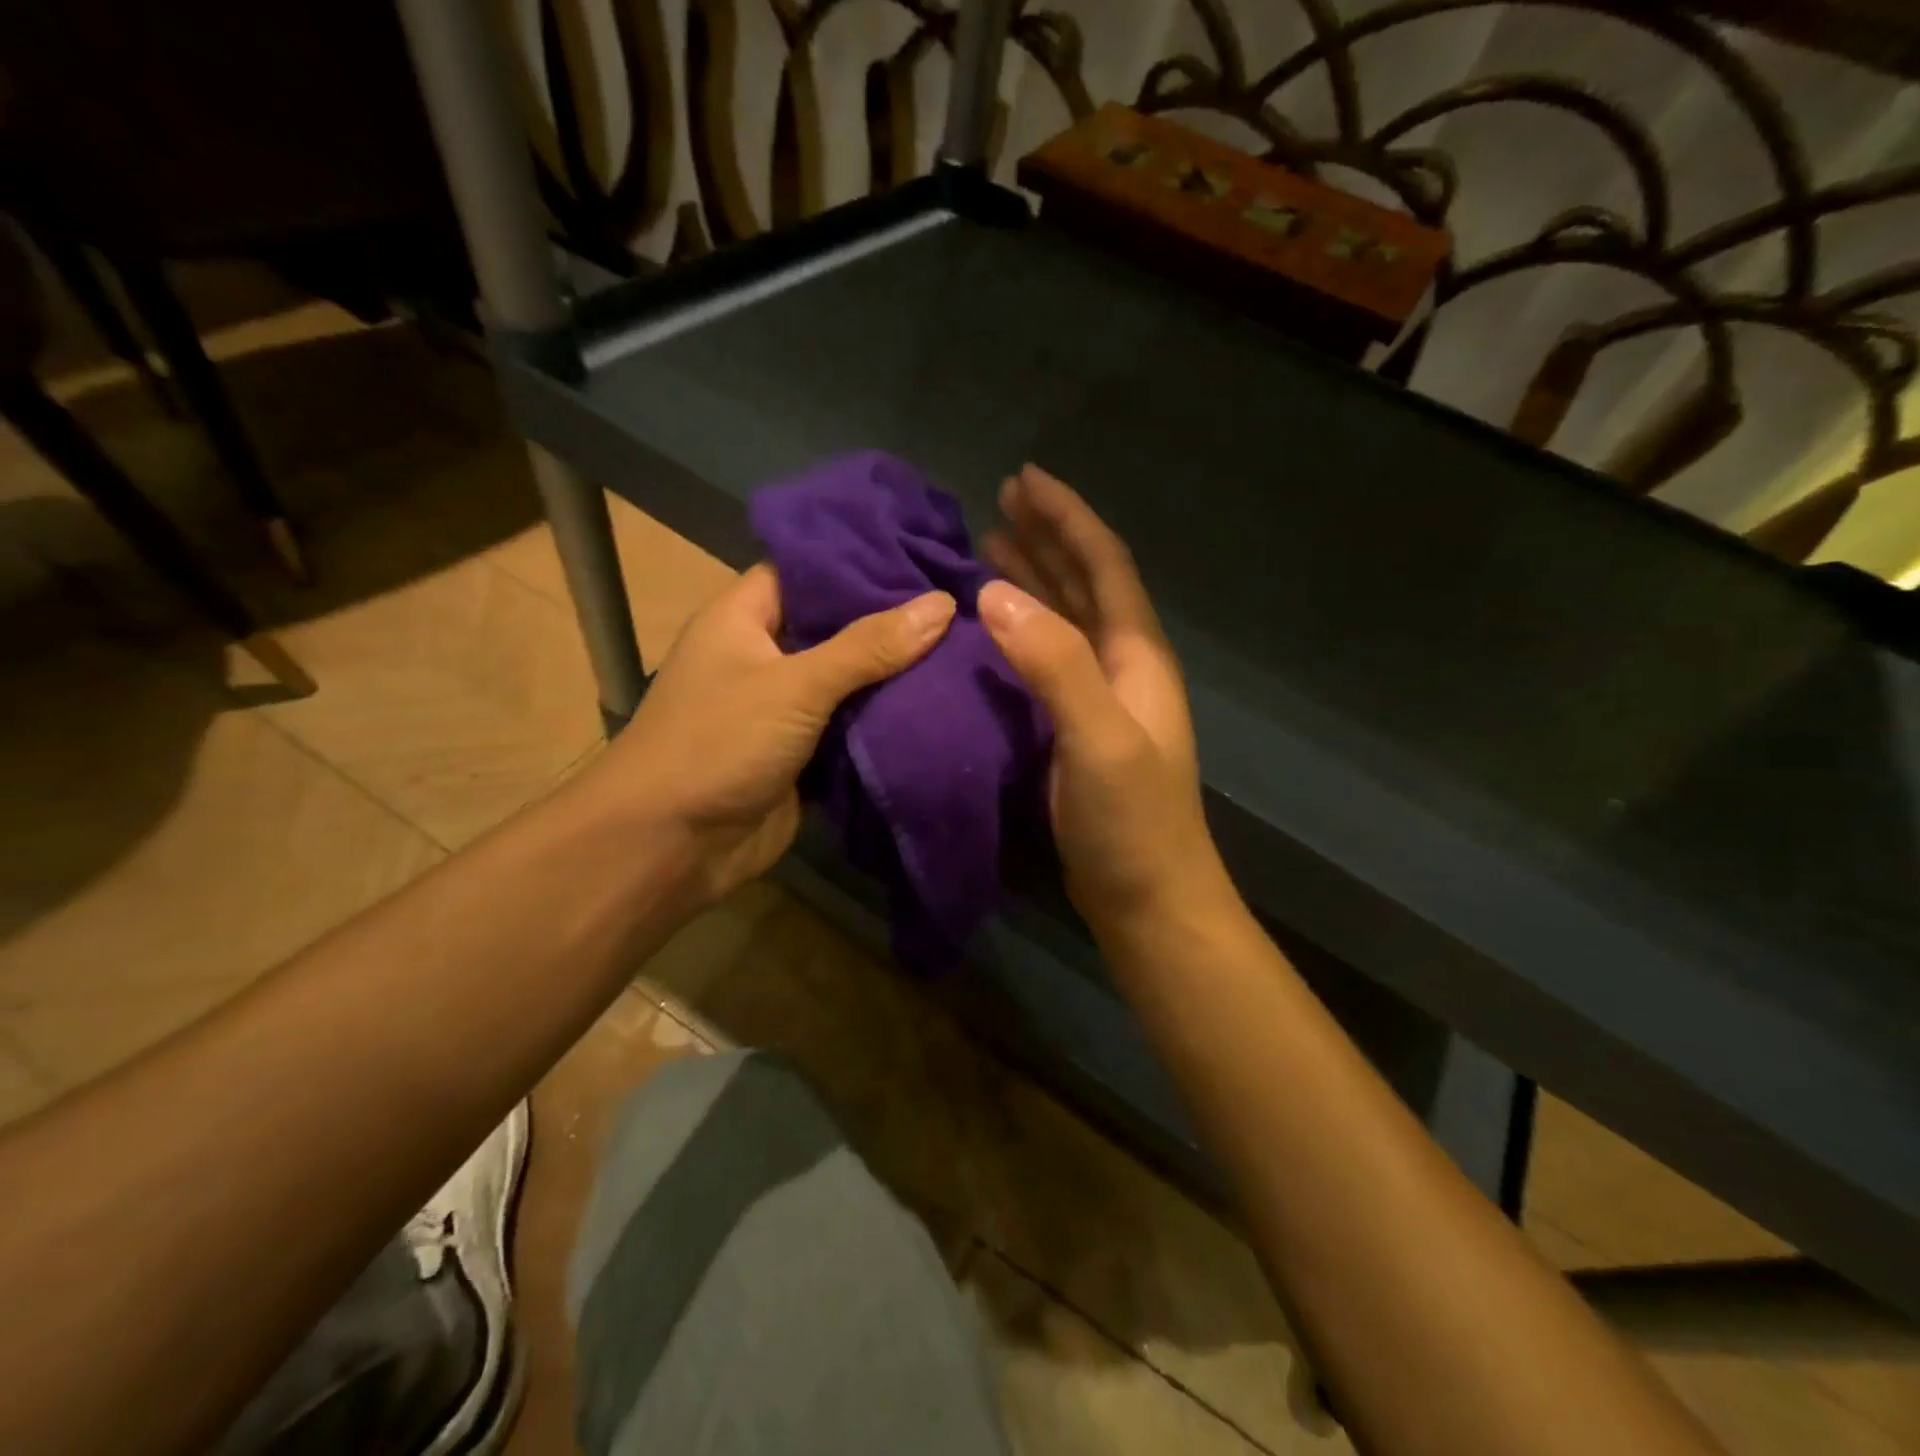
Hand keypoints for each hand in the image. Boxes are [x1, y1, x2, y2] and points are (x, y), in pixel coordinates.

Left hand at [587, 564, 954, 904]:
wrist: (671, 846)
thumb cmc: (719, 743)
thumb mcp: (794, 685)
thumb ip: (868, 646)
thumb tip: (942, 603)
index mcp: (745, 617)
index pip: (809, 569)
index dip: (863, 559)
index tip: (924, 551)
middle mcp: (765, 654)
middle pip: (837, 626)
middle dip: (893, 620)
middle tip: (961, 602)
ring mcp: (785, 707)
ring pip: (850, 680)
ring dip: (897, 674)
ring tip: (965, 645)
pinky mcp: (803, 753)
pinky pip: (853, 726)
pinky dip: (887, 720)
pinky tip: (942, 703)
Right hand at [980, 465, 1225, 927]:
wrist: (1150, 900)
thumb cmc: (1132, 822)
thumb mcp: (1098, 738)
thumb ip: (1055, 664)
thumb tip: (995, 592)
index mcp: (1136, 656)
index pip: (1103, 566)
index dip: (1068, 518)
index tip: (1025, 478)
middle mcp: (1123, 667)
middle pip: (1085, 585)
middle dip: (1048, 538)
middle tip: (1001, 501)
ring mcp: (1101, 700)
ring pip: (1066, 621)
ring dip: (1034, 580)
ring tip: (993, 547)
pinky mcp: (1077, 730)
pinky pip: (1047, 660)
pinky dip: (1022, 632)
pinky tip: (995, 629)